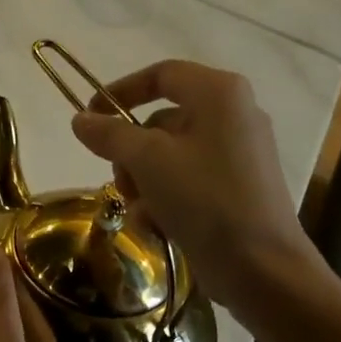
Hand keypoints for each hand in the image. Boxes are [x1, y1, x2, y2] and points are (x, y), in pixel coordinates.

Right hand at [70, 60, 322, 315]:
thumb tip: (80, 119)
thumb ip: (110, 134)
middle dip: (131, 155)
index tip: (89, 116)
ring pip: (168, 158)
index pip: (161, 74)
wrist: (260, 267)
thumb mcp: (148, 161)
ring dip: (143, 184)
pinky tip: (158, 227)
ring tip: (140, 212)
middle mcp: (232, 116)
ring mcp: (236, 155)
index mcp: (219, 94)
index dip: (120, 91)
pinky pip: (187, 182)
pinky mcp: (236, 190)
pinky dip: (165, 201)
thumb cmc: (205, 199)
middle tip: (118, 181)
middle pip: (160, 122)